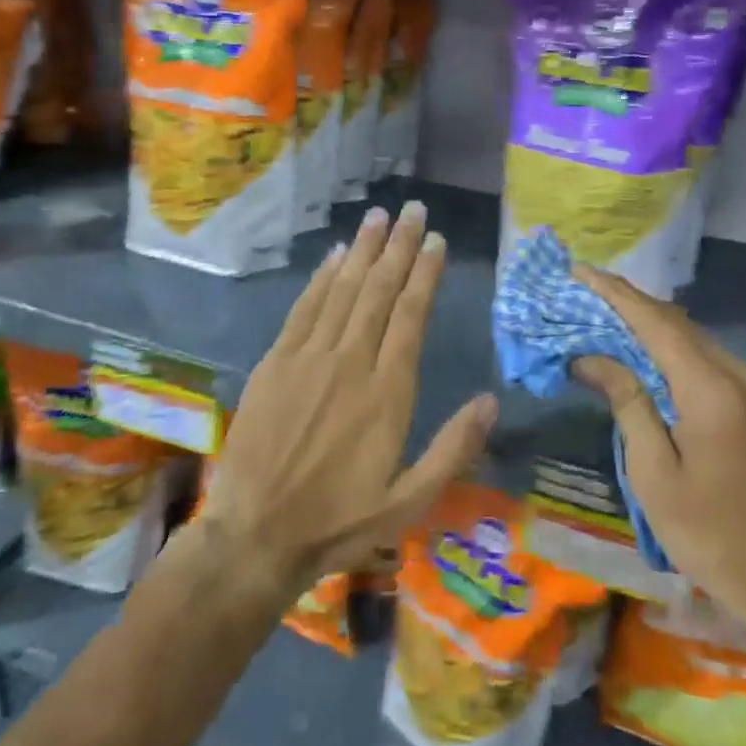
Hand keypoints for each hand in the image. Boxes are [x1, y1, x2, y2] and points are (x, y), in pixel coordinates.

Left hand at [197, 201, 497, 603]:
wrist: (255, 534)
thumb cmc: (339, 522)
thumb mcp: (409, 502)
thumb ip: (453, 449)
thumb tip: (491, 401)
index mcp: (388, 392)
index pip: (411, 315)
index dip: (424, 274)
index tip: (435, 241)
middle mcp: (350, 362)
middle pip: (379, 291)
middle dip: (398, 246)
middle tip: (412, 210)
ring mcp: (308, 358)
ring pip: (343, 290)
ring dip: (362, 250)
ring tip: (378, 217)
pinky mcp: (276, 363)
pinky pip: (304, 309)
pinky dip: (322, 278)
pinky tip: (335, 256)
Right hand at [571, 266, 745, 634]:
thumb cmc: (707, 532)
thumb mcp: (653, 471)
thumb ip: (627, 402)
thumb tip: (592, 357)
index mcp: (712, 390)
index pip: (656, 323)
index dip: (616, 294)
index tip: (580, 271)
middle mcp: (742, 376)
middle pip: (679, 324)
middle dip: (630, 303)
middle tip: (586, 291)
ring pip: (697, 339)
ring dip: (652, 324)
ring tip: (608, 315)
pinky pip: (712, 360)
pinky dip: (675, 348)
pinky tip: (649, 353)